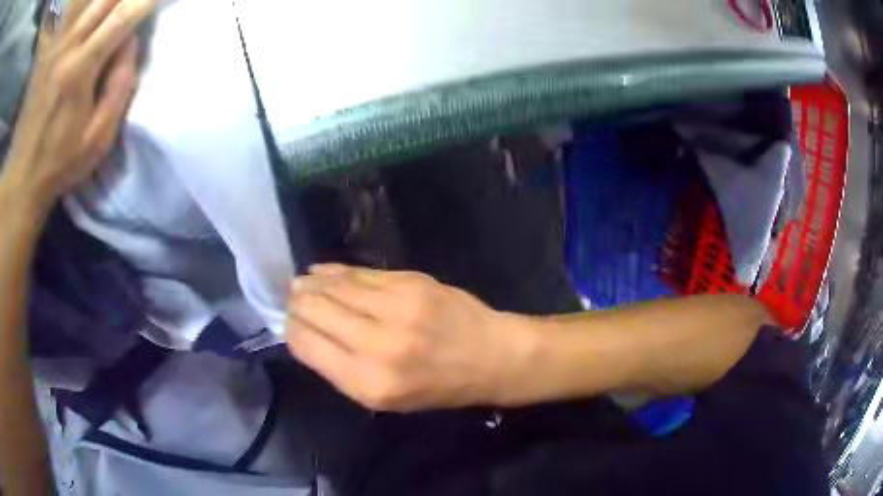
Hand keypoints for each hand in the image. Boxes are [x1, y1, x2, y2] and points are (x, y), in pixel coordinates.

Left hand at [0, 0, 154, 218]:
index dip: (146, 1)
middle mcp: (67, 48)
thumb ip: (120, 86)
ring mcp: (55, 48)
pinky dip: (85, 10)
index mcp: (81, 69)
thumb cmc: (61, 161)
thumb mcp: (99, 137)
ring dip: (106, 2)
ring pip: (89, 3)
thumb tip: (130, 41)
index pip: (123, 15)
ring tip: (114, 11)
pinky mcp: (48, 54)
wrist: (23, 177)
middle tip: (134, 5)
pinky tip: (92, 18)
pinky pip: (72, 16)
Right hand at [286, 264, 538, 411]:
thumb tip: (305, 333)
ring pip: (333, 286)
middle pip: (314, 310)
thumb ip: (341, 368)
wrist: (490, 356)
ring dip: (311, 283)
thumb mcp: (385, 398)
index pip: (306, 345)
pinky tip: (323, 272)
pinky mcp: (410, 281)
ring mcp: (395, 307)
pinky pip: (359, 273)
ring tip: (301, 283)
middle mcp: (377, 344)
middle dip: (297, 303)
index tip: (288, 323)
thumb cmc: (438, 387)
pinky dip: (335, 272)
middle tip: (291, 298)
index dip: (291, 330)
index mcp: (368, 382)